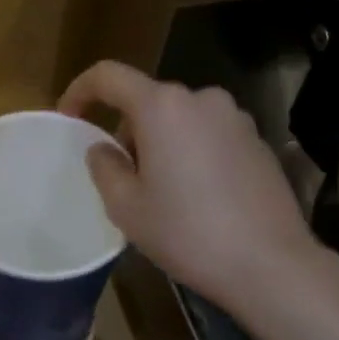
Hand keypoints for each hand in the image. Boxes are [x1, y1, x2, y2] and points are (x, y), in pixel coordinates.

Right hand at [58, 62, 318, 310]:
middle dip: (126, 130)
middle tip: (122, 177)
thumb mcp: (126, 207)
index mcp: (163, 106)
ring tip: (161, 192)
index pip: (109, 76)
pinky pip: (209, 135)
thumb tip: (104, 149)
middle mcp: (202, 99)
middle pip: (148, 100)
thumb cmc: (187, 232)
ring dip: (161, 143)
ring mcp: (236, 118)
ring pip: (180, 119)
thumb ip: (104, 167)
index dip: (80, 90)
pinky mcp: (258, 141)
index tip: (68, 117)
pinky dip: (192, 152)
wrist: (270, 263)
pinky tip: (198, 197)